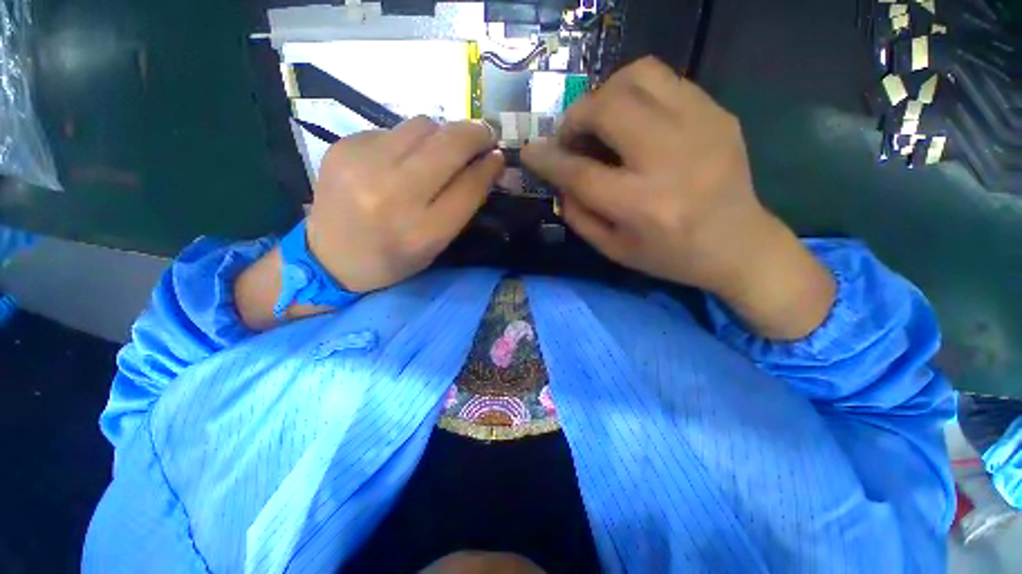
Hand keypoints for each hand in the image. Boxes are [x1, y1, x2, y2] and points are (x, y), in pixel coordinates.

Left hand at [308, 117, 502, 291]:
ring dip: (443, 134)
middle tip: (485, 135)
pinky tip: (403, 160)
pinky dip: (410, 141)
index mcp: (421, 232)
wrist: (329, 257)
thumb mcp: (435, 245)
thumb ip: (463, 205)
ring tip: (442, 150)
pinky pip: (394, 130)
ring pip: (422, 125)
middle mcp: (393, 196)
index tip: (499, 155)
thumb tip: (487, 162)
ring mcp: (363, 166)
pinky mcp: (344, 146)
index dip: (489, 166)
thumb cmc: (393, 258)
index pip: (468, 187)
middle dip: (475, 134)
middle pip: (447, 145)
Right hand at [522, 57, 833, 338]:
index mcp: (641, 205)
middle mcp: (669, 159)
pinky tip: (635, 121)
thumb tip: (558, 181)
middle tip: (573, 137)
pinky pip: (666, 81)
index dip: (547, 159)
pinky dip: (637, 94)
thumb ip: (579, 215)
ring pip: (638, 76)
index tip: (530, 151)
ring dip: (606, 94)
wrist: (739, 244)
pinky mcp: (718, 113)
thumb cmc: (670, 256)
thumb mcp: (614, 250)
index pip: (579, 172)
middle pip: (607, 108)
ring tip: (602, 121)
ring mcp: (701, 127)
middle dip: (576, 117)